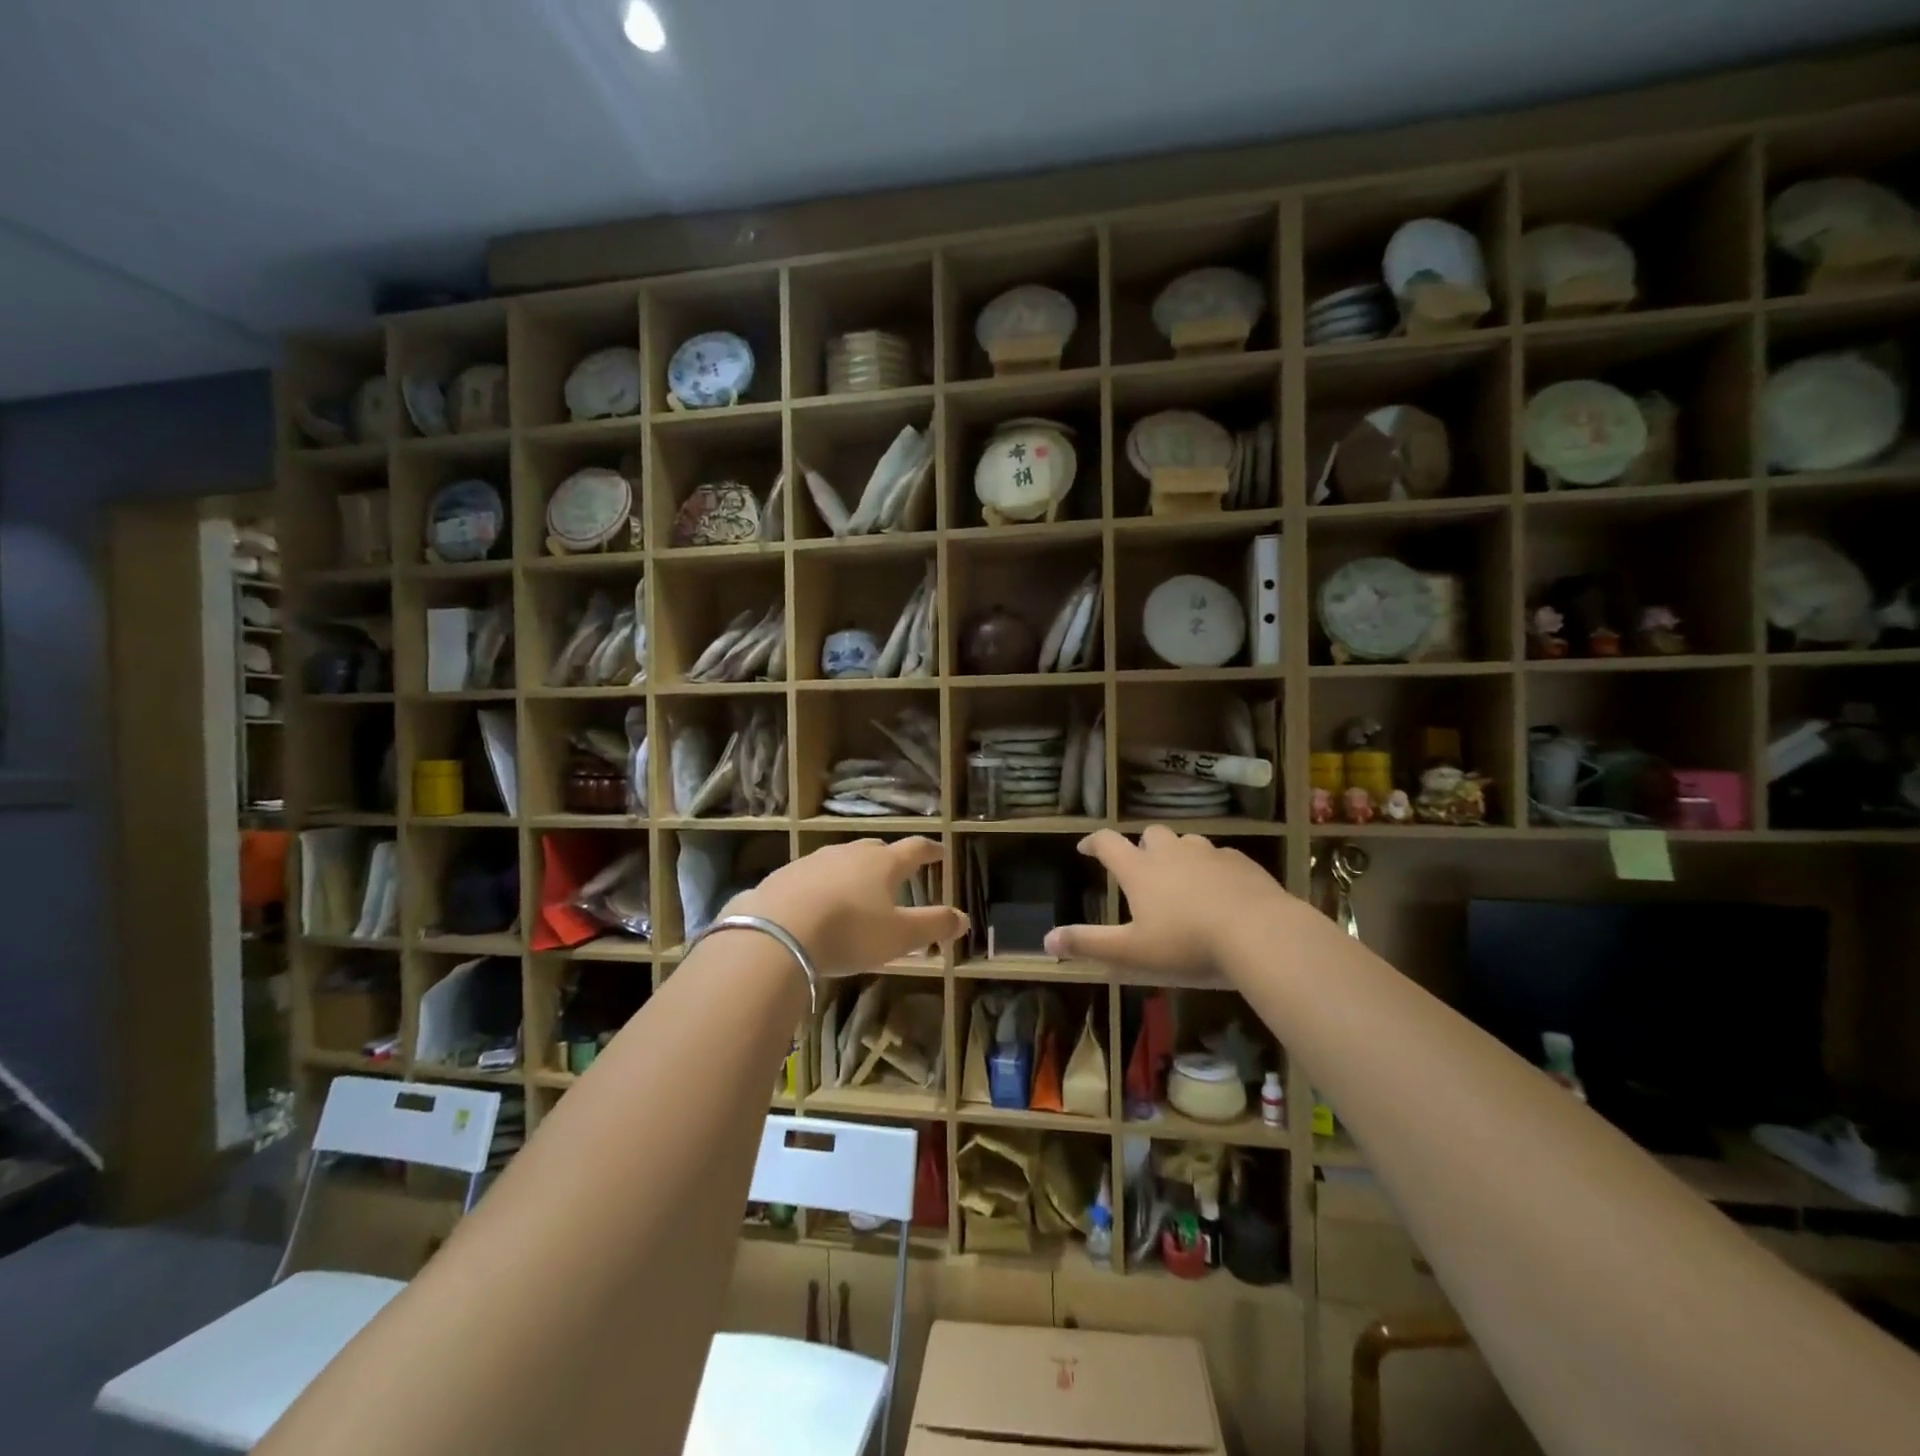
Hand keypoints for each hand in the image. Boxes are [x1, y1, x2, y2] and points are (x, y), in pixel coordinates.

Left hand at [727, 837, 968, 976]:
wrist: (777, 932)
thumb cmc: (849, 932)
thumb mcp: (899, 936)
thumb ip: (934, 926)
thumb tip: (964, 918)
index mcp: (883, 864)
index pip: (915, 849)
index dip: (930, 850)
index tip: (940, 851)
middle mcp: (849, 854)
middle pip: (875, 849)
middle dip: (888, 858)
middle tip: (896, 870)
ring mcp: (813, 861)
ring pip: (840, 859)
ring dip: (852, 870)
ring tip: (855, 889)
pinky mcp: (784, 876)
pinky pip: (810, 876)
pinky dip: (820, 885)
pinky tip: (815, 903)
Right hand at [1043, 827, 1287, 980]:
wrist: (1260, 934)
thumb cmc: (1187, 944)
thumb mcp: (1132, 952)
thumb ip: (1089, 944)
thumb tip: (1047, 938)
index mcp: (1140, 870)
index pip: (1107, 843)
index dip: (1093, 843)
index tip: (1085, 848)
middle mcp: (1171, 852)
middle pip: (1150, 834)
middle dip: (1141, 846)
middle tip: (1141, 867)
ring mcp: (1209, 854)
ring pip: (1187, 842)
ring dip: (1178, 854)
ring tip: (1181, 878)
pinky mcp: (1242, 863)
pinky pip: (1220, 857)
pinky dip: (1212, 868)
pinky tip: (1221, 890)